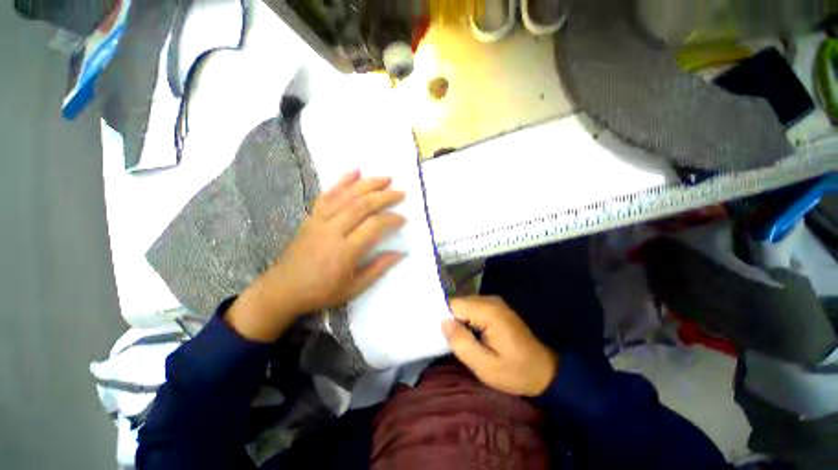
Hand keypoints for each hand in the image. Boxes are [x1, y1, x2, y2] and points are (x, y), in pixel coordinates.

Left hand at [228, 170, 405, 341]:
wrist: (282, 290)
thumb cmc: (321, 292)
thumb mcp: (354, 288)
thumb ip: (378, 269)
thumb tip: (401, 253)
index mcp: (345, 251)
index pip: (374, 226)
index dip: (391, 219)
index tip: (403, 219)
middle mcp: (332, 231)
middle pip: (362, 205)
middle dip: (384, 196)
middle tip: (400, 193)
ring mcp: (319, 221)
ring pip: (346, 195)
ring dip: (368, 184)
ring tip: (386, 178)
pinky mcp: (311, 217)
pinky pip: (327, 195)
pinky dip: (342, 181)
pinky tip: (354, 171)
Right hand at [442, 296, 558, 396]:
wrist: (545, 372)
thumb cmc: (515, 372)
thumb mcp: (485, 366)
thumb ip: (461, 343)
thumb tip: (443, 322)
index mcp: (488, 311)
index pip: (454, 304)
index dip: (442, 317)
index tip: (436, 333)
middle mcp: (490, 300)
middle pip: (458, 303)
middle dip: (450, 320)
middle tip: (445, 340)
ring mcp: (494, 303)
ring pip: (464, 306)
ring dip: (458, 321)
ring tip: (455, 339)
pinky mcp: (495, 308)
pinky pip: (472, 309)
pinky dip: (466, 320)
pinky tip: (467, 335)